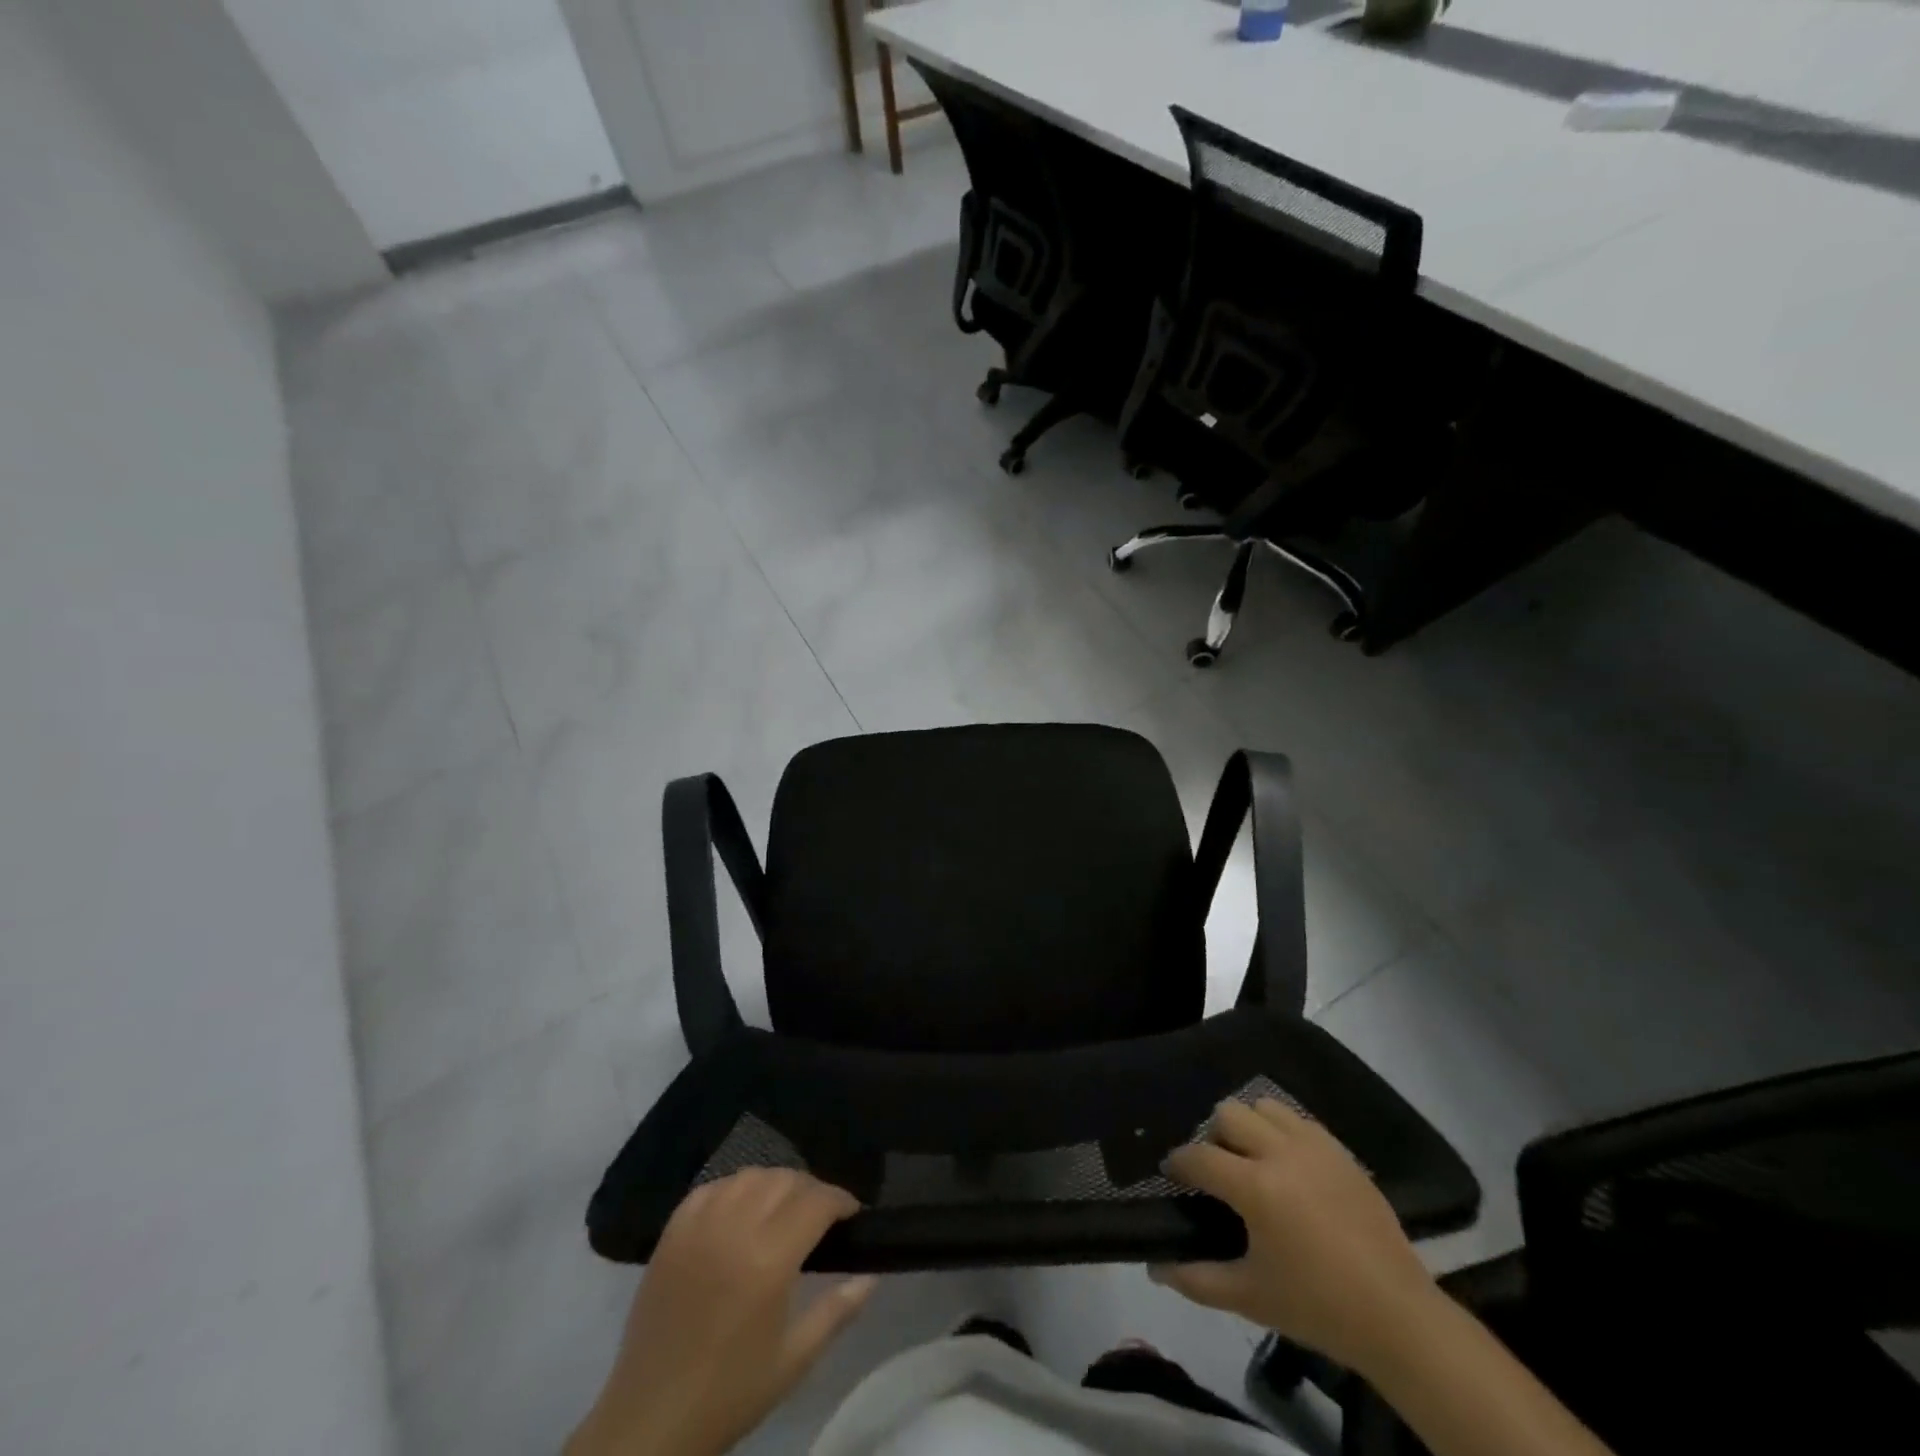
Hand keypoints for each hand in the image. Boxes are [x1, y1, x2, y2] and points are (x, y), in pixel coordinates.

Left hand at [567, 1170, 875, 1455]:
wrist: (649, 1423)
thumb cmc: (729, 1395)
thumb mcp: (793, 1361)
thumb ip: (837, 1311)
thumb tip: (871, 1275)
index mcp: (769, 1260)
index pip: (817, 1201)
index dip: (840, 1200)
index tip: (851, 1214)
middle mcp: (735, 1229)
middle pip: (786, 1180)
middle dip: (811, 1190)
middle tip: (820, 1216)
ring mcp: (699, 1226)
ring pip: (749, 1176)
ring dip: (774, 1184)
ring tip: (781, 1210)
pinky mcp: (672, 1233)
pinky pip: (711, 1188)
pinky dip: (733, 1190)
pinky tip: (739, 1211)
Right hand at [1151, 1099, 1437, 1373]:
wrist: (1398, 1317)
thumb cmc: (1318, 1308)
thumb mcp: (1250, 1298)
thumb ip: (1196, 1279)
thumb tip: (1155, 1268)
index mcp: (1256, 1187)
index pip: (1199, 1156)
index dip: (1178, 1163)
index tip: (1172, 1174)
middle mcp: (1281, 1153)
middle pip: (1228, 1114)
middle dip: (1213, 1137)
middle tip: (1218, 1170)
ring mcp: (1315, 1147)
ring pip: (1264, 1106)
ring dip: (1249, 1126)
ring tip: (1253, 1160)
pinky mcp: (1340, 1151)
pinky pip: (1298, 1119)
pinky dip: (1282, 1131)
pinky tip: (1287, 1164)